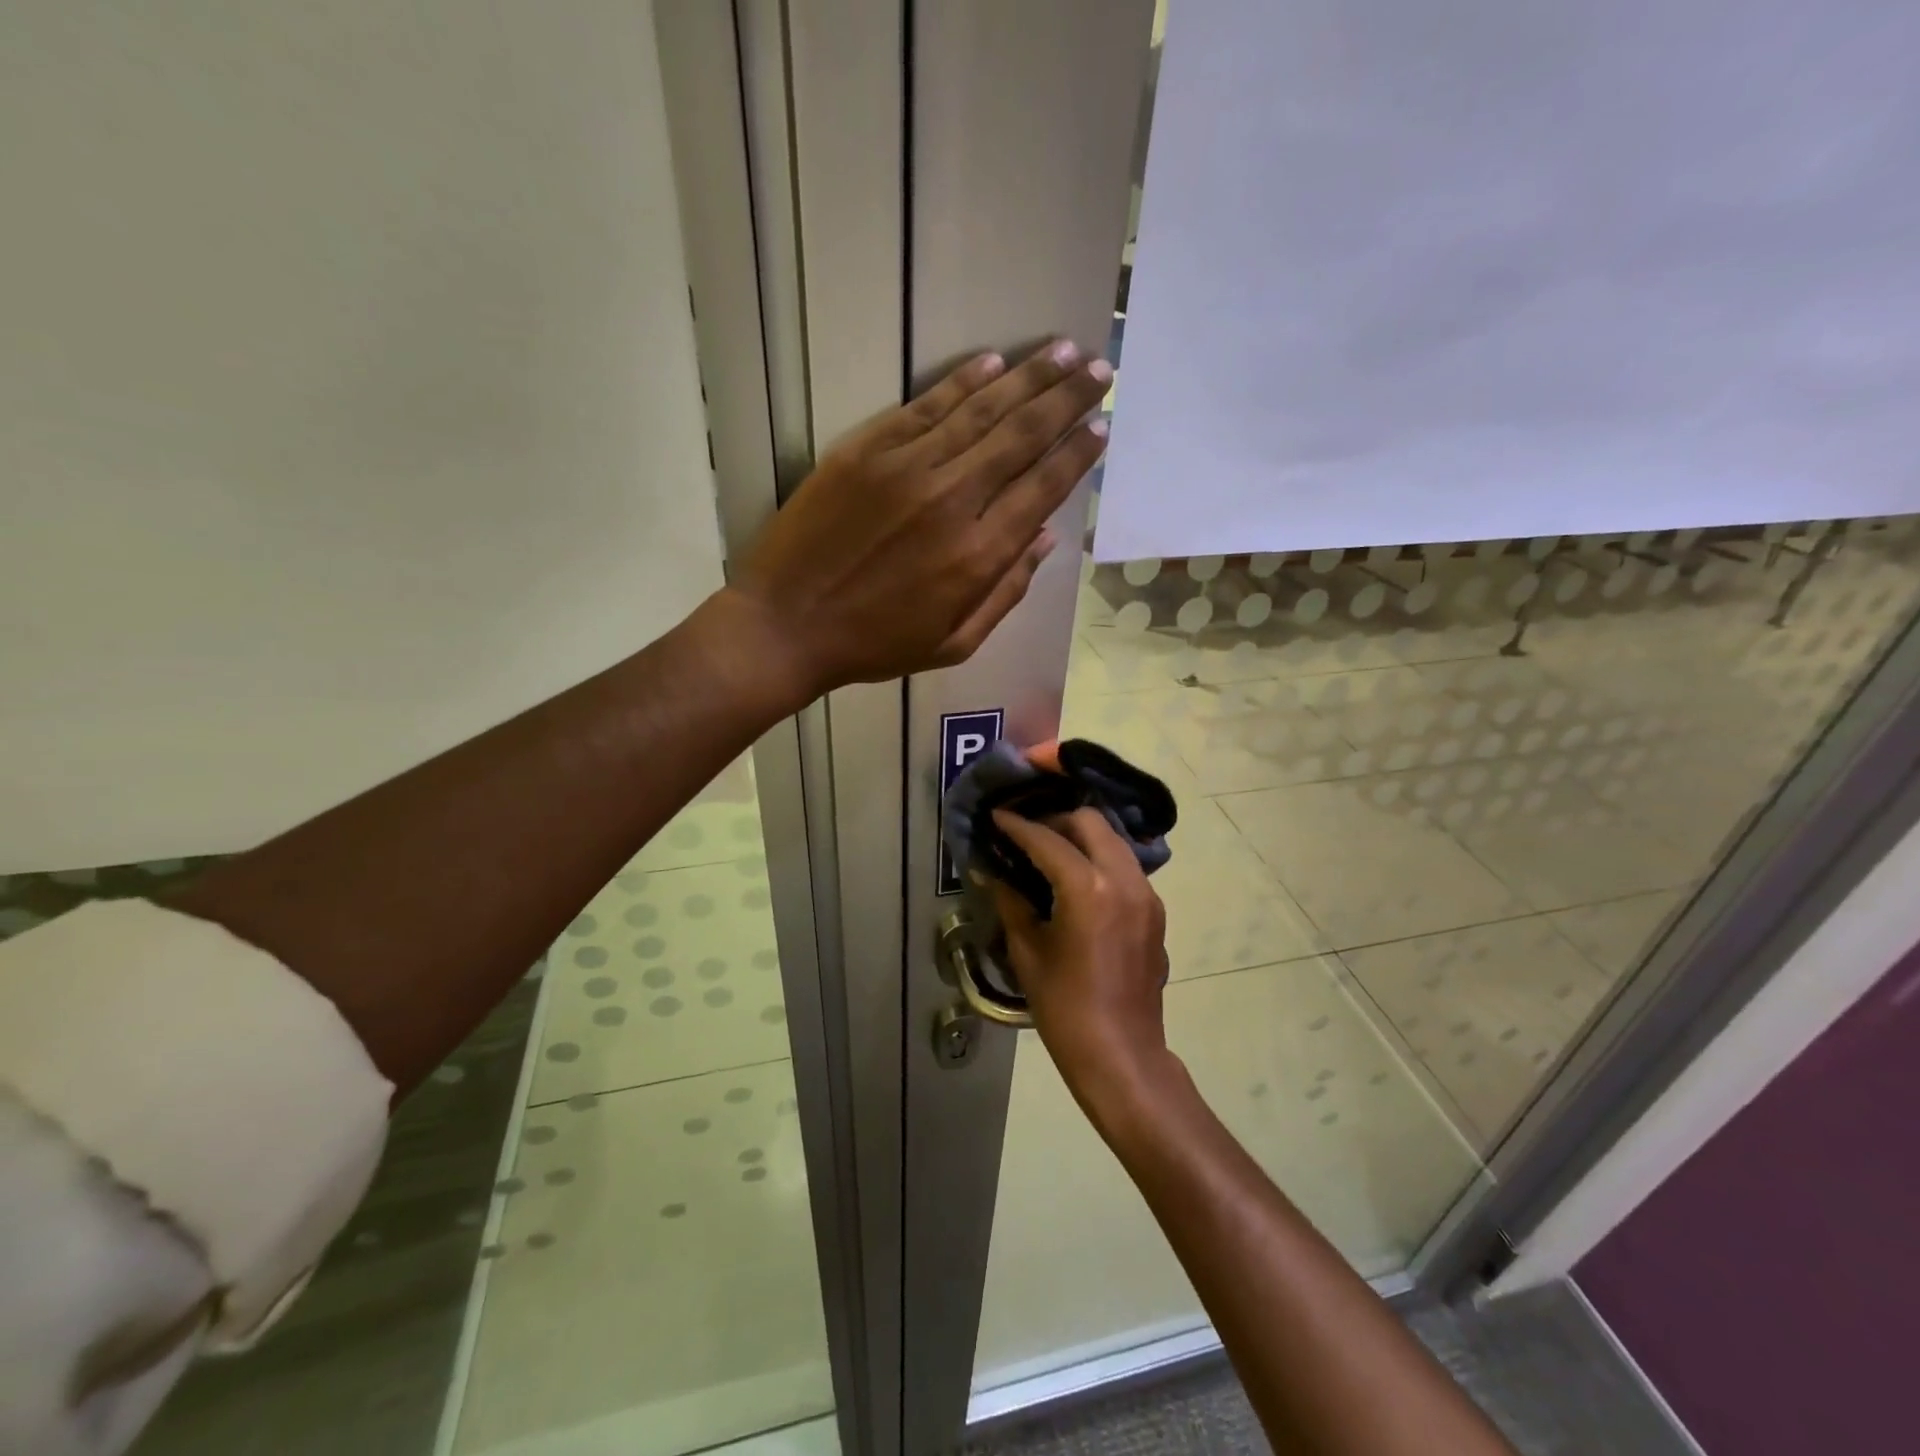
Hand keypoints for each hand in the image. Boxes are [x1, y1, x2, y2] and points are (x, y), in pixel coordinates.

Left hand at [729, 341, 1110, 698]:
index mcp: (978, 555)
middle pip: (1022, 436)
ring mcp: (906, 468)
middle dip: (1067, 398)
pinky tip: (992, 363)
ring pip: (981, 410)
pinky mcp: (865, 450)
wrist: (785, 626)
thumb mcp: (953, 644)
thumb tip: (1045, 537)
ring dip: (1027, 378)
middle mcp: (952, 500)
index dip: (1077, 452)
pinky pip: (925, 406)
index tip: (1102, 423)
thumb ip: (1006, 592)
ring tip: (1062, 350)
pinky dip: (962, 382)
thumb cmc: (873, 645)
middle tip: (1099, 368)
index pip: (1043, 487)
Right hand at [989, 808, 1174, 1122]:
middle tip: (1028, 834)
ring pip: (1114, 841)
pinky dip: (1100, 859)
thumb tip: (991, 871)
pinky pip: (1126, 867)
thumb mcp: (1028, 952)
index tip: (998, 816)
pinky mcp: (1155, 911)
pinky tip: (1078, 881)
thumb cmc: (1065, 1008)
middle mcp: (1125, 880)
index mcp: (1089, 889)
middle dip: (1057, 820)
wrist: (1121, 1054)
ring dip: (1082, 837)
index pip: (1048, 840)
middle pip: (1091, 823)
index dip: (1019, 826)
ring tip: (1051, 853)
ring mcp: (1147, 895)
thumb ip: (1011, 902)